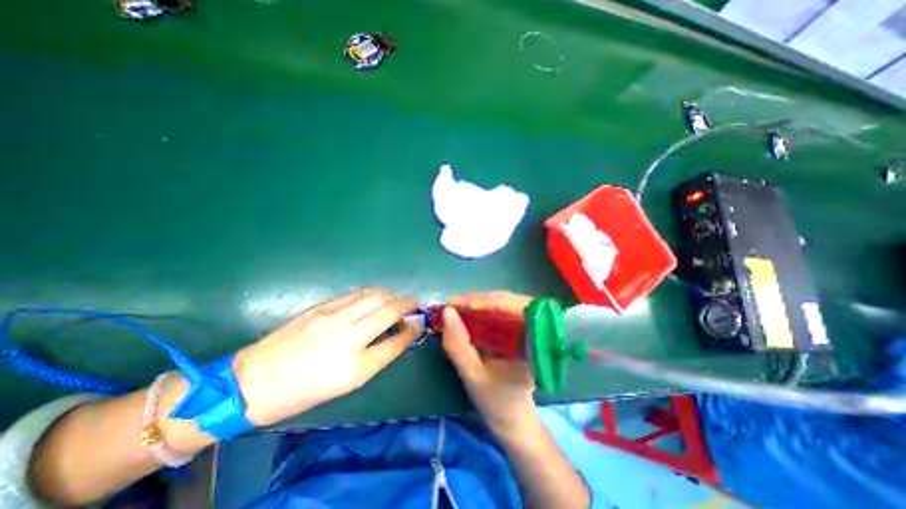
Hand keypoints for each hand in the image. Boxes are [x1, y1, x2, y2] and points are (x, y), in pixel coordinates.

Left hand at [231, 288, 418, 426]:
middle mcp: (346, 340)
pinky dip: (372, 293)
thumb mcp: (345, 385)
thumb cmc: (302, 393)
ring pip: (374, 296)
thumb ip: (375, 357)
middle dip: (407, 304)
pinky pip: (355, 294)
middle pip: (388, 311)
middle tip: (414, 304)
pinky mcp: (320, 308)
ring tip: (396, 299)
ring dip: (391, 295)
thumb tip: (396, 336)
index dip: (412, 330)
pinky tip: (376, 296)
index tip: (419, 323)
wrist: (252, 383)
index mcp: (354, 369)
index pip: (396, 342)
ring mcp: (331, 319)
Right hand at [441, 292, 531, 434]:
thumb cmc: (497, 402)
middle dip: (479, 300)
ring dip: (479, 302)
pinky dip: (483, 308)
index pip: (517, 309)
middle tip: (452, 304)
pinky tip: (468, 311)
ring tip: (456, 306)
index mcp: (536, 343)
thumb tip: (447, 312)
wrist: (513, 419)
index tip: (458, 304)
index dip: (488, 302)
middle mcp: (538, 329)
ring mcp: (529, 327)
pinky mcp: (519, 328)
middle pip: (510, 301)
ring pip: (505, 303)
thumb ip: (458, 345)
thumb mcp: (473, 376)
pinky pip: (502, 311)